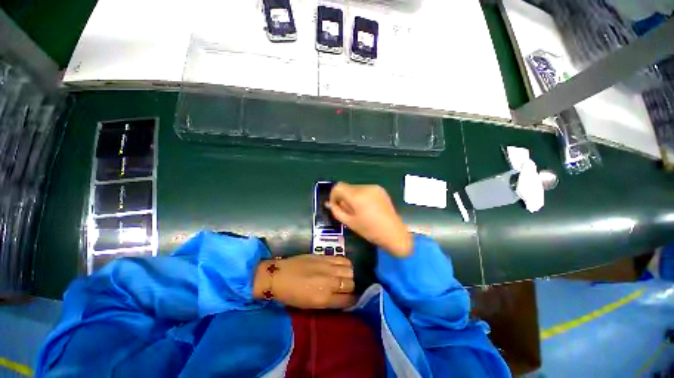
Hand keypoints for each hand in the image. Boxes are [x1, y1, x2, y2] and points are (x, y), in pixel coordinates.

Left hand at [253, 255, 355, 308]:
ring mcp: (328, 267)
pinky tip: (341, 266)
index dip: (353, 300)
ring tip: (343, 276)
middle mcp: (329, 282)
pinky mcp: (325, 257)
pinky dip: (345, 264)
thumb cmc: (291, 295)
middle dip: (351, 287)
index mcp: (324, 299)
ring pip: (350, 270)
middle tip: (345, 287)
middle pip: (351, 284)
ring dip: (349, 275)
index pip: (349, 300)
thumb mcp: (310, 305)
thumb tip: (343, 298)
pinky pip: (343, 259)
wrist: (279, 276)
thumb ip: (329, 302)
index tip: (352, 299)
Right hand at [327, 183, 412, 257]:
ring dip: (352, 197)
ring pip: (355, 188)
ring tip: (358, 210)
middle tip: (347, 211)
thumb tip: (329, 203)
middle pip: (346, 187)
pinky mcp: (380, 189)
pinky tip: (366, 207)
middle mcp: (365, 188)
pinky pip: (364, 189)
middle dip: (343, 197)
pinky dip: (360, 196)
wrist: (394, 233)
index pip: (338, 187)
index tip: (335, 206)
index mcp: (357, 196)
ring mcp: (374, 187)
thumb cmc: (370, 231)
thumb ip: (337, 211)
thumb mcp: (350, 223)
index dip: (333, 196)